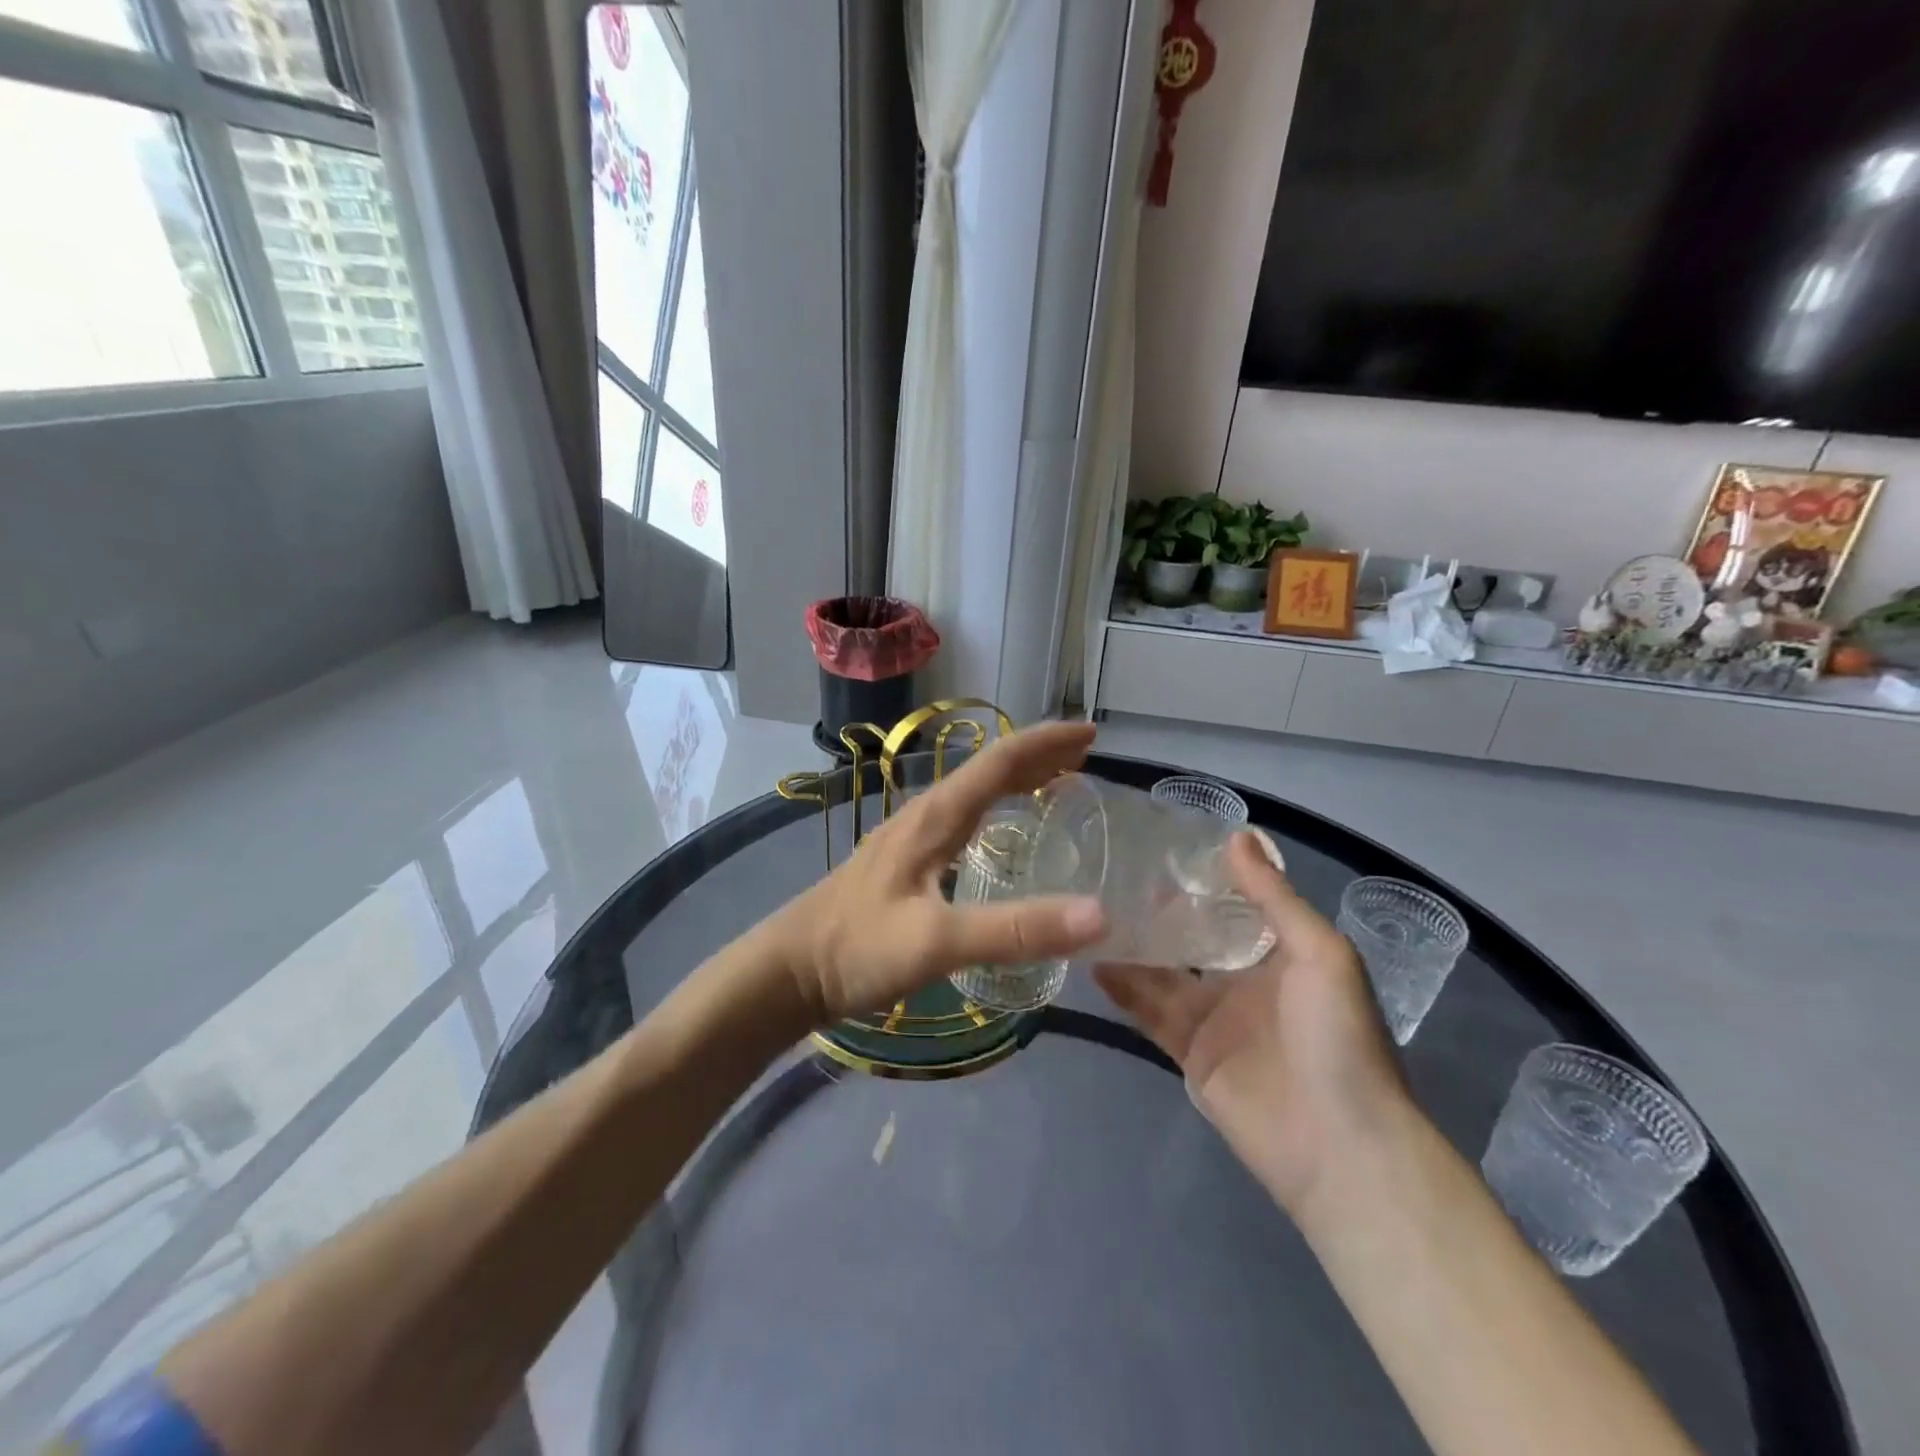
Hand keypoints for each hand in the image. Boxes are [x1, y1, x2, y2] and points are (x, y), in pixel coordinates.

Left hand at [769, 721, 1107, 1025]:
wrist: (790, 970)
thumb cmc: (859, 949)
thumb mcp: (938, 942)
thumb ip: (1014, 930)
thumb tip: (1098, 915)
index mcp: (935, 817)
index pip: (999, 761)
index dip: (1046, 743)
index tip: (1092, 735)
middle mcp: (925, 815)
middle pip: (989, 769)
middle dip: (1039, 755)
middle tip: (1087, 756)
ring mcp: (912, 837)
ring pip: (975, 791)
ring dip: (1018, 778)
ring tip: (1059, 782)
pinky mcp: (905, 862)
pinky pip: (964, 817)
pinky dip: (997, 808)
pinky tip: (1004, 831)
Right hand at [1094, 833, 1408, 1215]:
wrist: (1340, 1148)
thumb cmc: (1339, 1038)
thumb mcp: (1320, 954)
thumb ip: (1274, 898)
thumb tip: (1238, 834)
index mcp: (1281, 954)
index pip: (1235, 905)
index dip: (1203, 878)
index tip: (1161, 845)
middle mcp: (1244, 980)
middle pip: (1192, 936)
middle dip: (1158, 910)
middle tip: (1111, 873)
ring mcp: (1214, 1017)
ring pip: (1163, 971)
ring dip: (1132, 944)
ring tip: (1090, 909)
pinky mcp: (1188, 1051)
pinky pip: (1149, 1011)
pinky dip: (1122, 987)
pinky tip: (1092, 959)